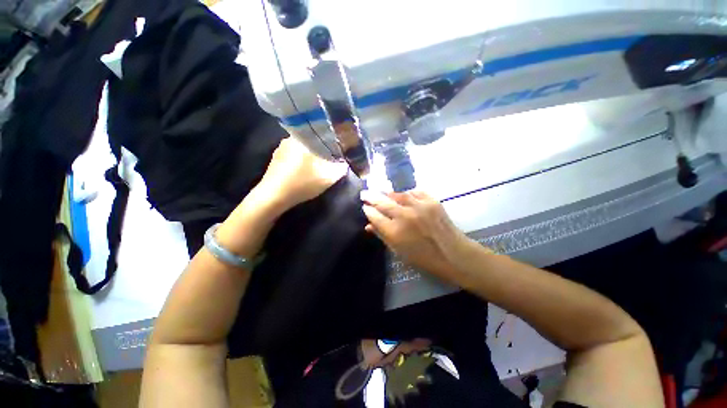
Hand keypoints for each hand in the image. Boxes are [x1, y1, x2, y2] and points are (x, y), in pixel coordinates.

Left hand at [255, 137, 347, 211]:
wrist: (273, 197)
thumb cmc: (302, 183)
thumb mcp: (328, 177)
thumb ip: (341, 167)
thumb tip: (346, 161)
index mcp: (302, 139)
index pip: (321, 132)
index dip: (332, 139)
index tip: (339, 146)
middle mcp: (289, 139)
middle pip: (311, 140)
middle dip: (322, 148)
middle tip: (331, 157)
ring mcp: (280, 150)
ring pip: (301, 148)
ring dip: (310, 155)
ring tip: (318, 164)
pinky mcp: (275, 160)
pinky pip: (293, 156)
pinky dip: (301, 161)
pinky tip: (303, 170)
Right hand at [361, 190, 470, 282]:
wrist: (452, 254)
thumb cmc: (423, 257)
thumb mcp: (398, 250)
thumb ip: (382, 235)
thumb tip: (368, 225)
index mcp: (395, 232)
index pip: (374, 216)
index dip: (367, 210)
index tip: (364, 207)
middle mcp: (404, 216)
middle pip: (382, 202)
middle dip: (371, 197)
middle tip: (364, 194)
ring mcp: (419, 206)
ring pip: (397, 194)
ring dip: (388, 194)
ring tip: (383, 193)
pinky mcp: (431, 201)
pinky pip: (414, 192)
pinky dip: (407, 193)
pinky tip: (404, 196)